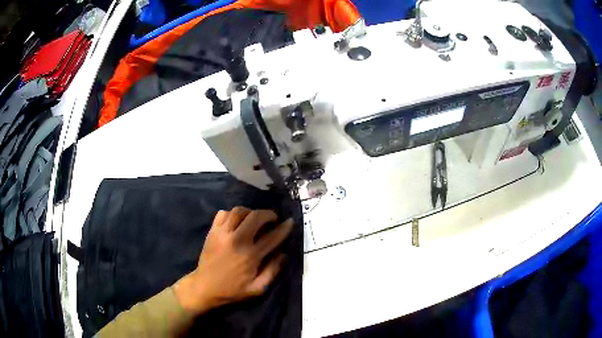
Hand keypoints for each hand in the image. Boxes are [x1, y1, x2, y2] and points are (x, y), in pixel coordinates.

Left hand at [175, 207, 293, 314]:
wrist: (205, 287)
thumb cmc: (233, 290)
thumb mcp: (258, 288)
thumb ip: (273, 271)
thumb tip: (283, 254)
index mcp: (251, 256)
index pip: (272, 236)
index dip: (284, 228)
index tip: (290, 222)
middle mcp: (237, 240)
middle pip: (255, 216)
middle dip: (268, 214)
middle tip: (272, 219)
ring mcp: (222, 234)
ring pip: (238, 211)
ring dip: (250, 212)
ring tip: (254, 219)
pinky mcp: (212, 231)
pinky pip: (223, 213)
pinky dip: (232, 214)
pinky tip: (236, 221)